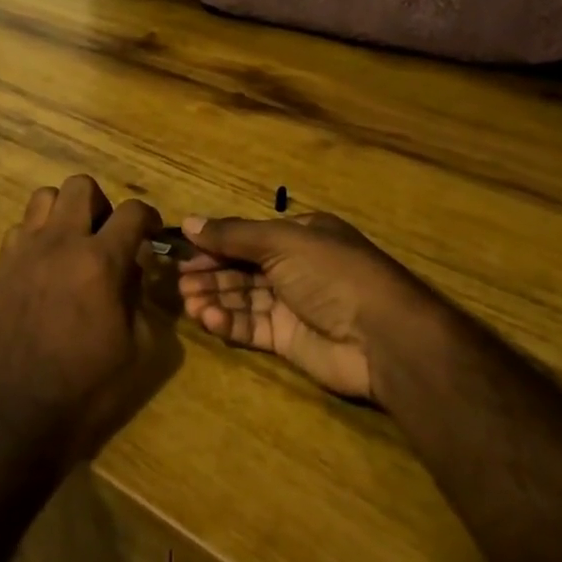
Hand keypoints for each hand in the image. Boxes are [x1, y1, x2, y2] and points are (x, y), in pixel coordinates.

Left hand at [0, 175, 169, 463]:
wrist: (23, 411)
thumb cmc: (90, 386)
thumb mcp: (139, 346)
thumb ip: (140, 295)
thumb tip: (133, 268)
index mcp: (100, 261)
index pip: (132, 211)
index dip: (147, 216)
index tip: (150, 232)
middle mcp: (61, 243)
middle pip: (81, 185)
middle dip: (101, 204)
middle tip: (106, 235)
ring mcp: (26, 251)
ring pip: (44, 196)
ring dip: (65, 212)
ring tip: (73, 242)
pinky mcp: (2, 266)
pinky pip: (19, 228)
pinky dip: (36, 235)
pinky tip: (44, 264)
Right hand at [177, 211, 426, 400]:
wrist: (382, 337)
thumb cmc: (332, 273)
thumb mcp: (281, 242)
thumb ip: (232, 235)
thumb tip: (188, 222)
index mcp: (300, 236)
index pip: (247, 237)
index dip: (215, 244)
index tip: (183, 252)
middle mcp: (295, 267)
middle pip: (242, 268)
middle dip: (211, 274)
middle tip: (180, 282)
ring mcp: (292, 305)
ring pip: (243, 298)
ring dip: (215, 298)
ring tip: (188, 302)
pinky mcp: (289, 340)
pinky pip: (251, 327)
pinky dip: (229, 322)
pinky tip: (209, 319)